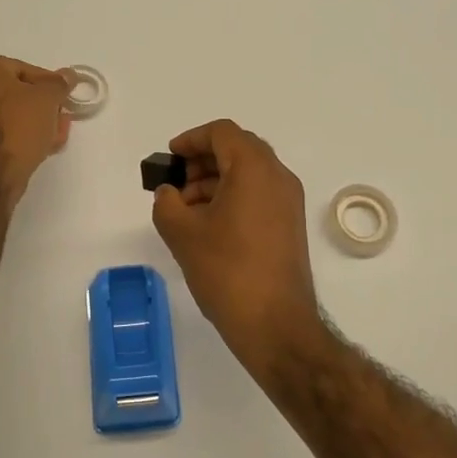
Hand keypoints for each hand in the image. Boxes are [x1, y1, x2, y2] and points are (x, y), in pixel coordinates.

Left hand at [0, 56, 71, 197]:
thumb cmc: (19, 123)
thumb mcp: (48, 97)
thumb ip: (59, 84)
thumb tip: (68, 75)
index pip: (24, 69)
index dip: (49, 83)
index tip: (64, 97)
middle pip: (15, 92)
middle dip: (43, 105)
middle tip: (62, 116)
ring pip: (9, 114)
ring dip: (35, 121)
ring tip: (57, 134)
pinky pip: (0, 131)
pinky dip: (20, 135)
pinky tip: (42, 146)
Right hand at [151, 120, 326, 378]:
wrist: (276, 324)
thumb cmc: (227, 271)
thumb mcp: (183, 234)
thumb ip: (167, 203)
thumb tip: (169, 193)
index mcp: (254, 168)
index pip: (222, 133)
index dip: (192, 139)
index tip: (170, 159)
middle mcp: (278, 177)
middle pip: (238, 149)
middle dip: (203, 161)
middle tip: (176, 184)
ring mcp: (288, 202)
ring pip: (248, 173)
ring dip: (215, 181)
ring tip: (186, 209)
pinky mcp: (290, 225)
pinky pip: (259, 194)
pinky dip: (232, 197)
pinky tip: (208, 225)